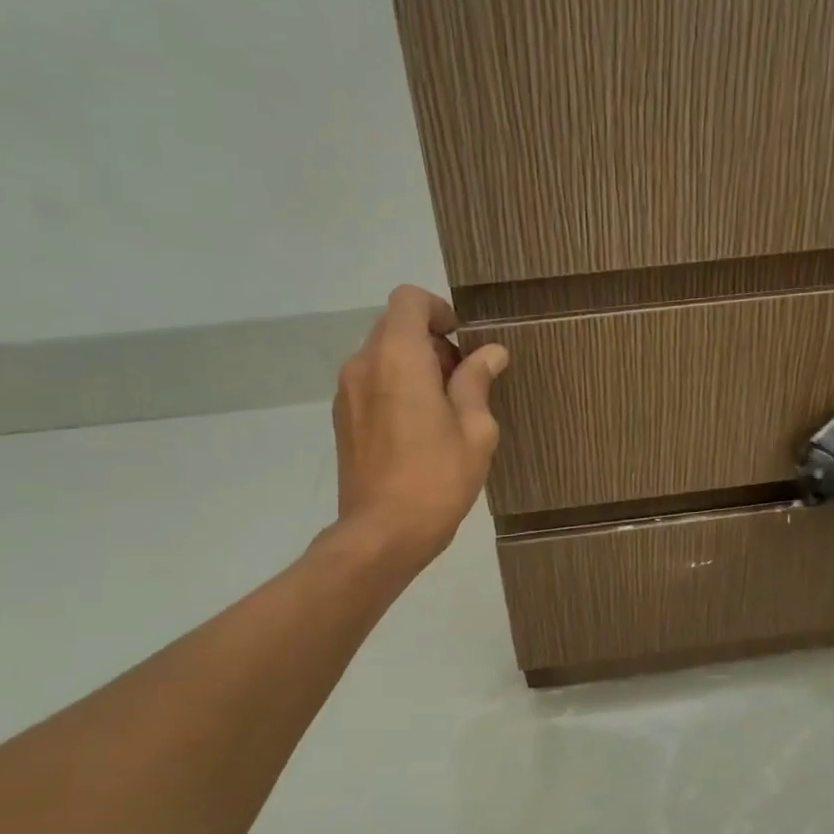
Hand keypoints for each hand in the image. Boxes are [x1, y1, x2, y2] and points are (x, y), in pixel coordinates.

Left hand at [330, 286, 508, 572]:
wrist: (382, 533)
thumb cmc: (437, 478)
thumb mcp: (475, 430)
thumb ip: (477, 382)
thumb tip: (490, 353)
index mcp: (398, 358)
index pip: (408, 300)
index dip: (438, 310)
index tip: (461, 340)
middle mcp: (363, 364)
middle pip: (395, 326)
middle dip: (431, 341)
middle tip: (463, 380)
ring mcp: (347, 392)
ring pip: (381, 355)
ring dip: (413, 366)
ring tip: (443, 409)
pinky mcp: (342, 418)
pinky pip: (371, 382)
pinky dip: (395, 387)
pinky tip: (418, 429)